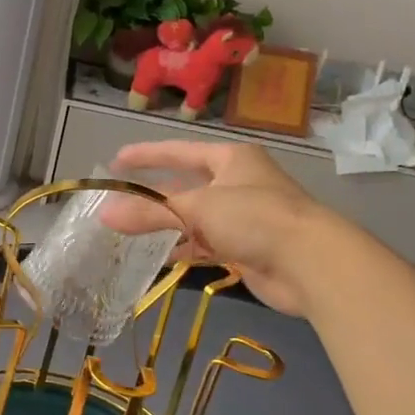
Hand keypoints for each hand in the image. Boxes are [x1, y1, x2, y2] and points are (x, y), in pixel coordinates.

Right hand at [101, 140, 326, 315]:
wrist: (309, 263)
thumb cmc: (255, 218)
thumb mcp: (197, 209)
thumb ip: (150, 213)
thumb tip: (105, 215)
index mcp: (231, 159)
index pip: (179, 152)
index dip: (147, 155)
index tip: (116, 162)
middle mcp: (238, 183)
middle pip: (186, 186)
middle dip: (154, 197)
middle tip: (118, 203)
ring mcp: (243, 217)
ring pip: (195, 218)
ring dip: (167, 225)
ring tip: (130, 233)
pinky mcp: (246, 248)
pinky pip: (206, 245)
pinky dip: (184, 249)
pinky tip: (161, 258)